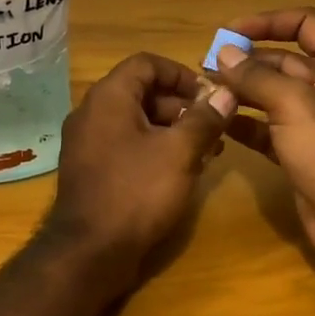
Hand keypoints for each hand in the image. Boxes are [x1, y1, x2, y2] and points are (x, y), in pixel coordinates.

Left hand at [46, 52, 234, 280]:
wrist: (90, 252)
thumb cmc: (137, 192)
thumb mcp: (179, 152)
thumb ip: (205, 118)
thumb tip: (226, 93)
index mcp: (108, 98)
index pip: (146, 63)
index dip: (181, 73)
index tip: (209, 95)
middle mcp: (92, 113)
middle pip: (141, 92)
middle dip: (181, 106)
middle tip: (213, 127)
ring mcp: (87, 143)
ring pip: (136, 122)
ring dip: (172, 130)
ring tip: (206, 152)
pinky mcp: (91, 170)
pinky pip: (126, 145)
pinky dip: (154, 149)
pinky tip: (181, 171)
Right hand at [213, 9, 314, 267]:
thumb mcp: (292, 104)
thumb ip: (255, 76)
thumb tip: (223, 53)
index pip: (306, 24)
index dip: (269, 21)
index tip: (231, 32)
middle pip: (285, 60)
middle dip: (247, 61)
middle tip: (206, 65)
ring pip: (274, 96)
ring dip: (242, 91)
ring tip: (206, 92)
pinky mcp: (302, 151)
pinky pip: (269, 128)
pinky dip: (246, 124)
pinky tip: (219, 123)